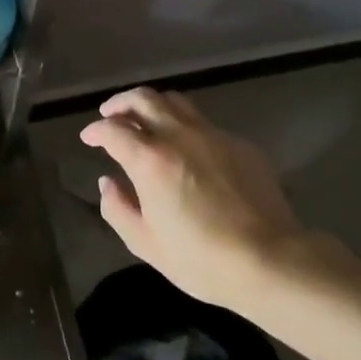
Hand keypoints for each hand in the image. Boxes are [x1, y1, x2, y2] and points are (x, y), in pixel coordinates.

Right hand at [80, 87, 304, 309]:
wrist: (271, 260)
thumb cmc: (201, 259)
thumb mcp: (146, 244)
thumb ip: (117, 209)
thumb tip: (107, 182)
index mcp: (150, 159)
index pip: (112, 129)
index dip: (95, 130)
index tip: (88, 138)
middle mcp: (178, 136)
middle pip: (143, 99)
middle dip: (120, 103)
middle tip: (110, 115)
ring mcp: (212, 135)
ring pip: (175, 101)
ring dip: (152, 105)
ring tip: (145, 120)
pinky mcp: (239, 144)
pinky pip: (204, 123)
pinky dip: (185, 126)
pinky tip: (187, 148)